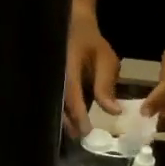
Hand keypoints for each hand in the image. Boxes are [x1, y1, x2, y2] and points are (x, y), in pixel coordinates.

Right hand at [63, 6, 119, 136]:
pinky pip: (55, 102)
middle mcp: (55, 76)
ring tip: (77, 133)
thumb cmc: (92, 44)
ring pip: (54, 106)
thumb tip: (114, 112)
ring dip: (65, 120)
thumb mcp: (106, 61)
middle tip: (82, 137)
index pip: (71, 95)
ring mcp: (50, 81)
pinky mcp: (51, 85)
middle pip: (59, 105)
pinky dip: (64, 113)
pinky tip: (72, 122)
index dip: (79, 114)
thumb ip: (107, 86)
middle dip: (70, 123)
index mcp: (68, 68)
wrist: (73, 28)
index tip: (87, 131)